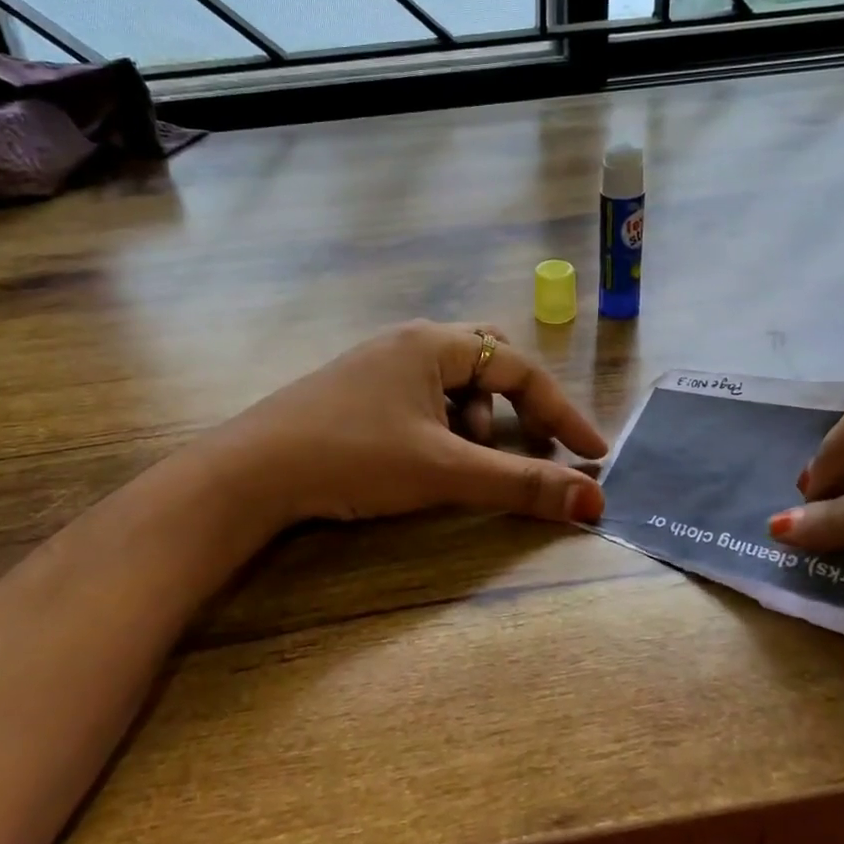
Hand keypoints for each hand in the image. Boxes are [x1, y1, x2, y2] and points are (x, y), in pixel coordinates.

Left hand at [212, 321, 607, 533]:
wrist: (250, 472)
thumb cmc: (354, 457)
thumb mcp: (444, 471)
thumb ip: (520, 484)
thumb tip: (594, 501)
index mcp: (435, 343)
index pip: (520, 369)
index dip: (562, 413)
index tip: (592, 455)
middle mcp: (409, 342)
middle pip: (489, 364)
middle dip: (517, 407)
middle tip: (529, 445)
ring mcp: (379, 365)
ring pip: (453, 384)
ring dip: (475, 421)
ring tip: (462, 462)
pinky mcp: (357, 391)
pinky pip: (421, 398)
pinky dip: (441, 426)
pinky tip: (424, 459)